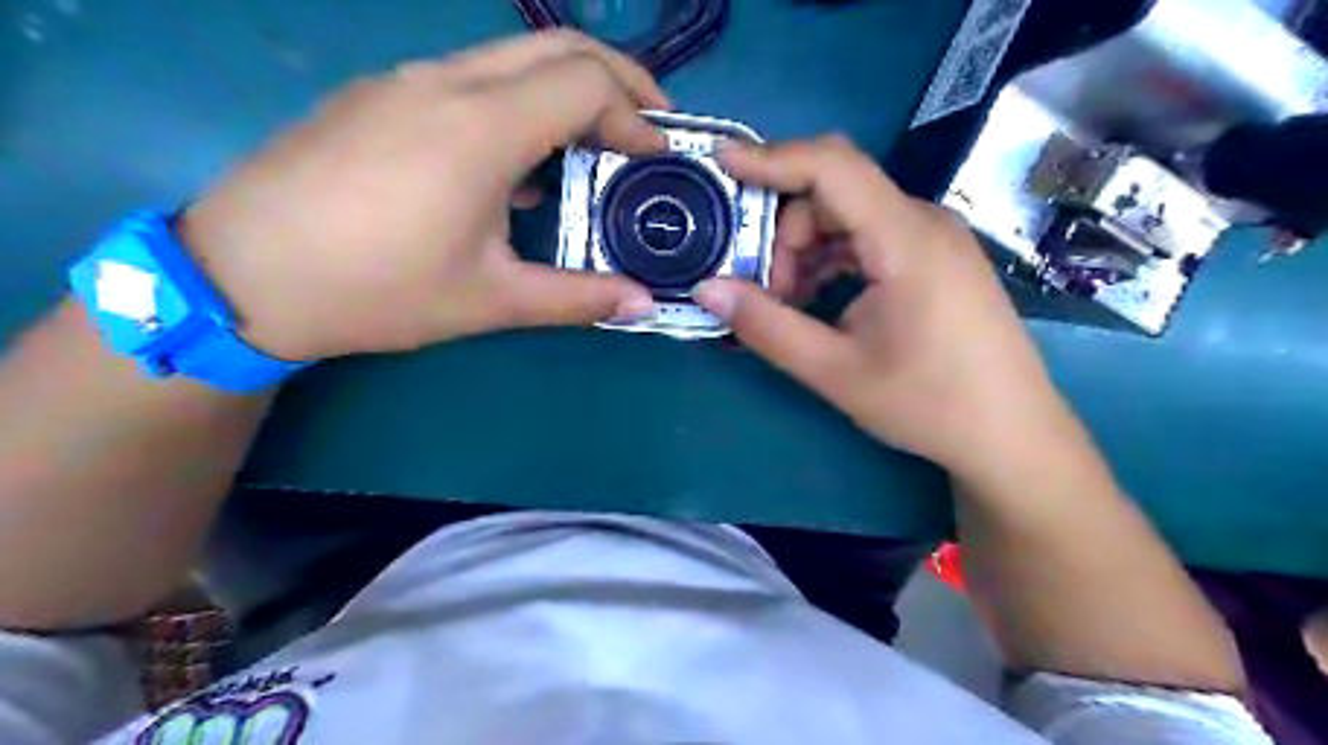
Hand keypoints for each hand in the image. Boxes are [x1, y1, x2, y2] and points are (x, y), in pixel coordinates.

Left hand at [181, 33, 664, 359]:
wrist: (242, 274)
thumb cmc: (376, 290)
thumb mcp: (489, 300)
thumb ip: (576, 297)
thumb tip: (642, 304)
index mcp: (480, 128)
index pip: (586, 83)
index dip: (636, 115)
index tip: (657, 158)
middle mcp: (447, 83)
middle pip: (558, 47)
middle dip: (619, 78)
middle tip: (649, 127)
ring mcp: (406, 80)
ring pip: (513, 57)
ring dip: (568, 88)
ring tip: (595, 143)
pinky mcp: (380, 94)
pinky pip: (471, 77)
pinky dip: (521, 101)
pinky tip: (519, 161)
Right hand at [696, 137, 1076, 479]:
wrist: (1012, 436)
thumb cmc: (929, 404)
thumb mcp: (835, 371)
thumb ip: (766, 326)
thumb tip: (706, 288)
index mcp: (906, 239)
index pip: (832, 166)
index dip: (771, 157)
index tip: (720, 163)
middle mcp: (924, 222)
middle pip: (834, 194)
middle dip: (784, 234)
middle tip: (764, 293)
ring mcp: (933, 239)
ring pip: (848, 217)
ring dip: (806, 251)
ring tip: (790, 306)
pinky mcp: (934, 259)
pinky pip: (869, 238)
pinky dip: (832, 260)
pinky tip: (820, 302)